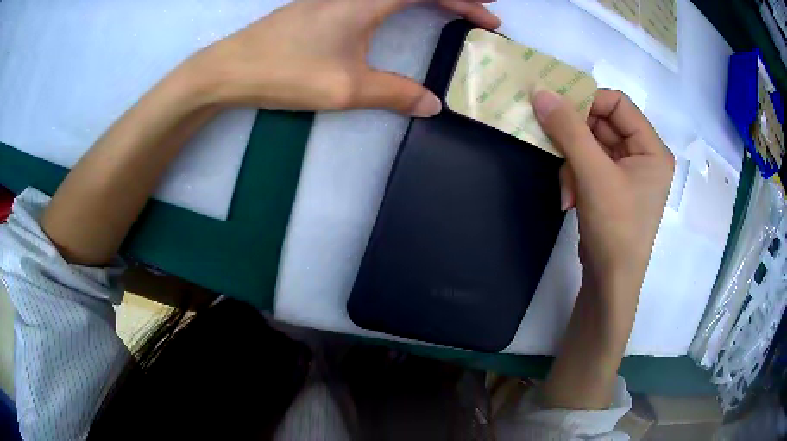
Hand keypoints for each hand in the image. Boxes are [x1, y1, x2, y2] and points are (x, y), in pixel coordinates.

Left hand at [187, 0, 499, 115]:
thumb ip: (395, 93)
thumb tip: (433, 105)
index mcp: (367, 0)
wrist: (229, 70)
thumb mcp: (346, 88)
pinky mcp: (321, 6)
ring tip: (452, 11)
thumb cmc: (285, 72)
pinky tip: (405, 11)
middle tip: (479, 13)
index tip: (491, 18)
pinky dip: (402, 1)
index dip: (466, 2)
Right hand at [531, 88, 673, 294]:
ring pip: (591, 145)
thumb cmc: (615, 227)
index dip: (587, 101)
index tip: (556, 108)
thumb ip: (568, 129)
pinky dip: (575, 176)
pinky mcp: (613, 187)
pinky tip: (569, 198)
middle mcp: (643, 156)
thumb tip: (540, 92)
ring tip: (567, 189)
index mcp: (652, 148)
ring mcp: (628, 173)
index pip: (618, 104)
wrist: (610, 281)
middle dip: (576, 139)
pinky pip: (589, 164)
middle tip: (553, 145)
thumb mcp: (593, 175)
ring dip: (572, 162)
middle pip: (603, 124)